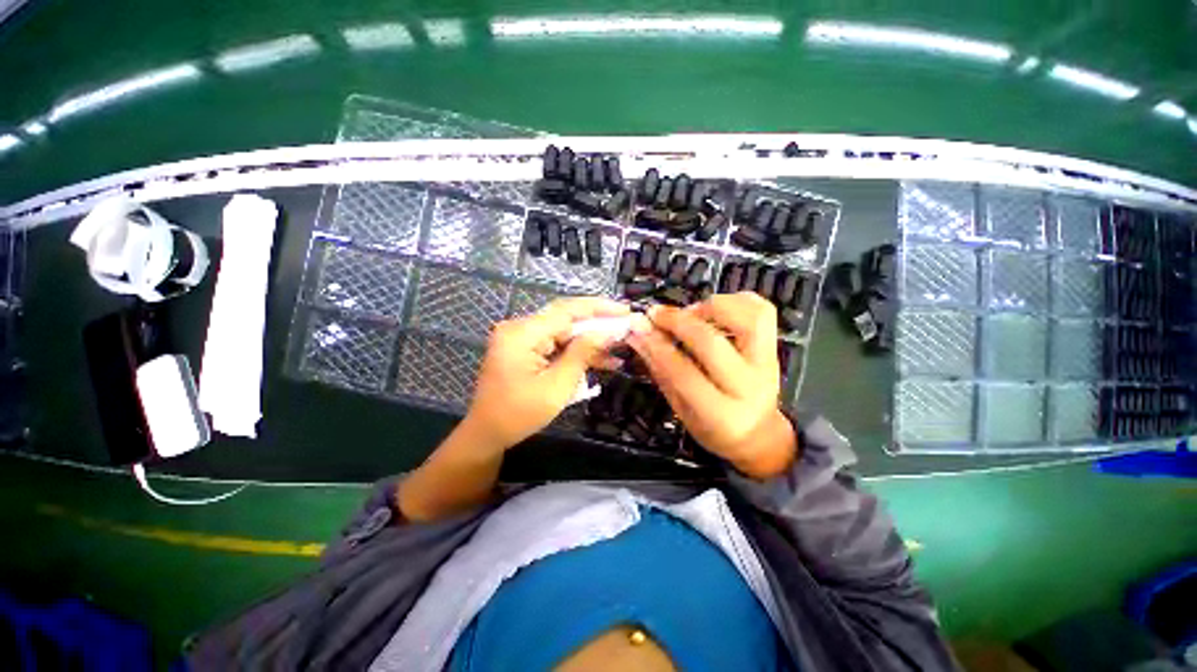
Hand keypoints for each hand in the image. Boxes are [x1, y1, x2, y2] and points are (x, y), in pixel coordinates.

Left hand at [464, 297, 635, 449]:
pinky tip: (601, 359)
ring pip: (564, 332)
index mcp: (522, 333)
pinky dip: (576, 351)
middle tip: (626, 326)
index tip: (625, 310)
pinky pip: (556, 344)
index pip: (567, 310)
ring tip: (619, 347)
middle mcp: (520, 328)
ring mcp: (521, 338)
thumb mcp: (557, 386)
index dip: (598, 308)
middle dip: (598, 323)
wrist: (488, 433)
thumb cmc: (520, 414)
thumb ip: (582, 354)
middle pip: (566, 318)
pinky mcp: (525, 349)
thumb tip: (606, 331)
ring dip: (590, 340)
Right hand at [628, 292, 796, 477]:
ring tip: (690, 312)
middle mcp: (749, 387)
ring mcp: (767, 364)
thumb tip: (639, 336)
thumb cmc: (713, 427)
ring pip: (747, 319)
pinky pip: (762, 310)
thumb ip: (660, 371)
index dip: (658, 347)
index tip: (638, 329)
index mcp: (721, 414)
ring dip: (711, 307)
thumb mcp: (680, 408)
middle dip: (678, 322)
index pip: (684, 373)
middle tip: (656, 314)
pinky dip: (736, 300)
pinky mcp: (775, 347)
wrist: (757, 433)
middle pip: (712, 342)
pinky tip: (714, 310)